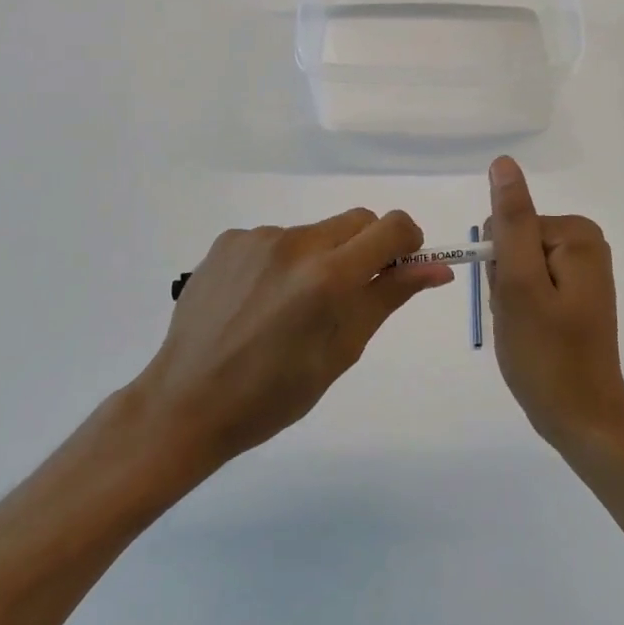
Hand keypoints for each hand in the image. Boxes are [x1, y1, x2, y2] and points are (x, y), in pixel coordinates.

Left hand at [131, 209, 452, 473]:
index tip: (398, 269)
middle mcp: (295, 242)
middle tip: (347, 295)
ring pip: (315, 233)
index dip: (407, 243)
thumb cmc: (274, 394)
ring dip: (319, 258)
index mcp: (328, 276)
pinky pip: (275, 239)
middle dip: (365, 249)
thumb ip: (389, 297)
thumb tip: (438, 267)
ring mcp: (257, 237)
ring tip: (290, 307)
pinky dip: (281, 262)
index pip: (392, 227)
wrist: (185, 403)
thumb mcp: (342, 351)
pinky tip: (258, 300)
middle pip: (356, 221)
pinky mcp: (228, 240)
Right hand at [485, 157, 623, 457]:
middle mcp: (586, 243)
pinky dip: (522, 307)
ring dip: (511, 296)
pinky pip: (531, 284)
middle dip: (505, 281)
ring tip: (527, 329)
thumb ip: (510, 221)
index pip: (508, 225)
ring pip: (518, 265)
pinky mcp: (577, 293)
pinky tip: (534, 333)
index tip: (513, 300)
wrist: (583, 420)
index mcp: (576, 234)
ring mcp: (583, 270)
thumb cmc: (547, 354)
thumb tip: (503, 163)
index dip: (499, 266)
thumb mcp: (519, 283)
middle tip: (520, 318)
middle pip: (514, 242)